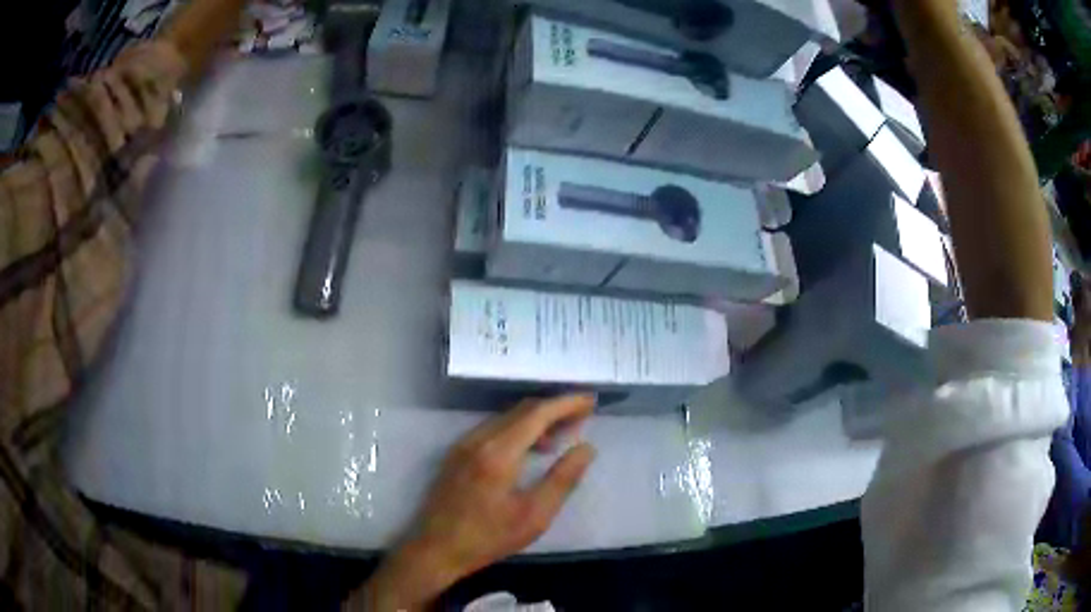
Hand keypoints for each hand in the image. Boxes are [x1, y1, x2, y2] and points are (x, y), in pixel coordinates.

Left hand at [348, 395, 596, 610]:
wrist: (436, 549)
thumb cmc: (489, 537)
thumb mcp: (535, 514)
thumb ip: (563, 479)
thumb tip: (586, 448)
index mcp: (498, 451)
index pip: (537, 413)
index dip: (566, 404)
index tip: (591, 401)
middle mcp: (478, 439)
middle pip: (522, 411)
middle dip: (554, 409)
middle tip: (582, 418)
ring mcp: (464, 445)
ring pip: (506, 418)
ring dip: (536, 420)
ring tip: (561, 437)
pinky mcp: (457, 454)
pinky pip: (493, 430)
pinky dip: (518, 431)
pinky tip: (530, 450)